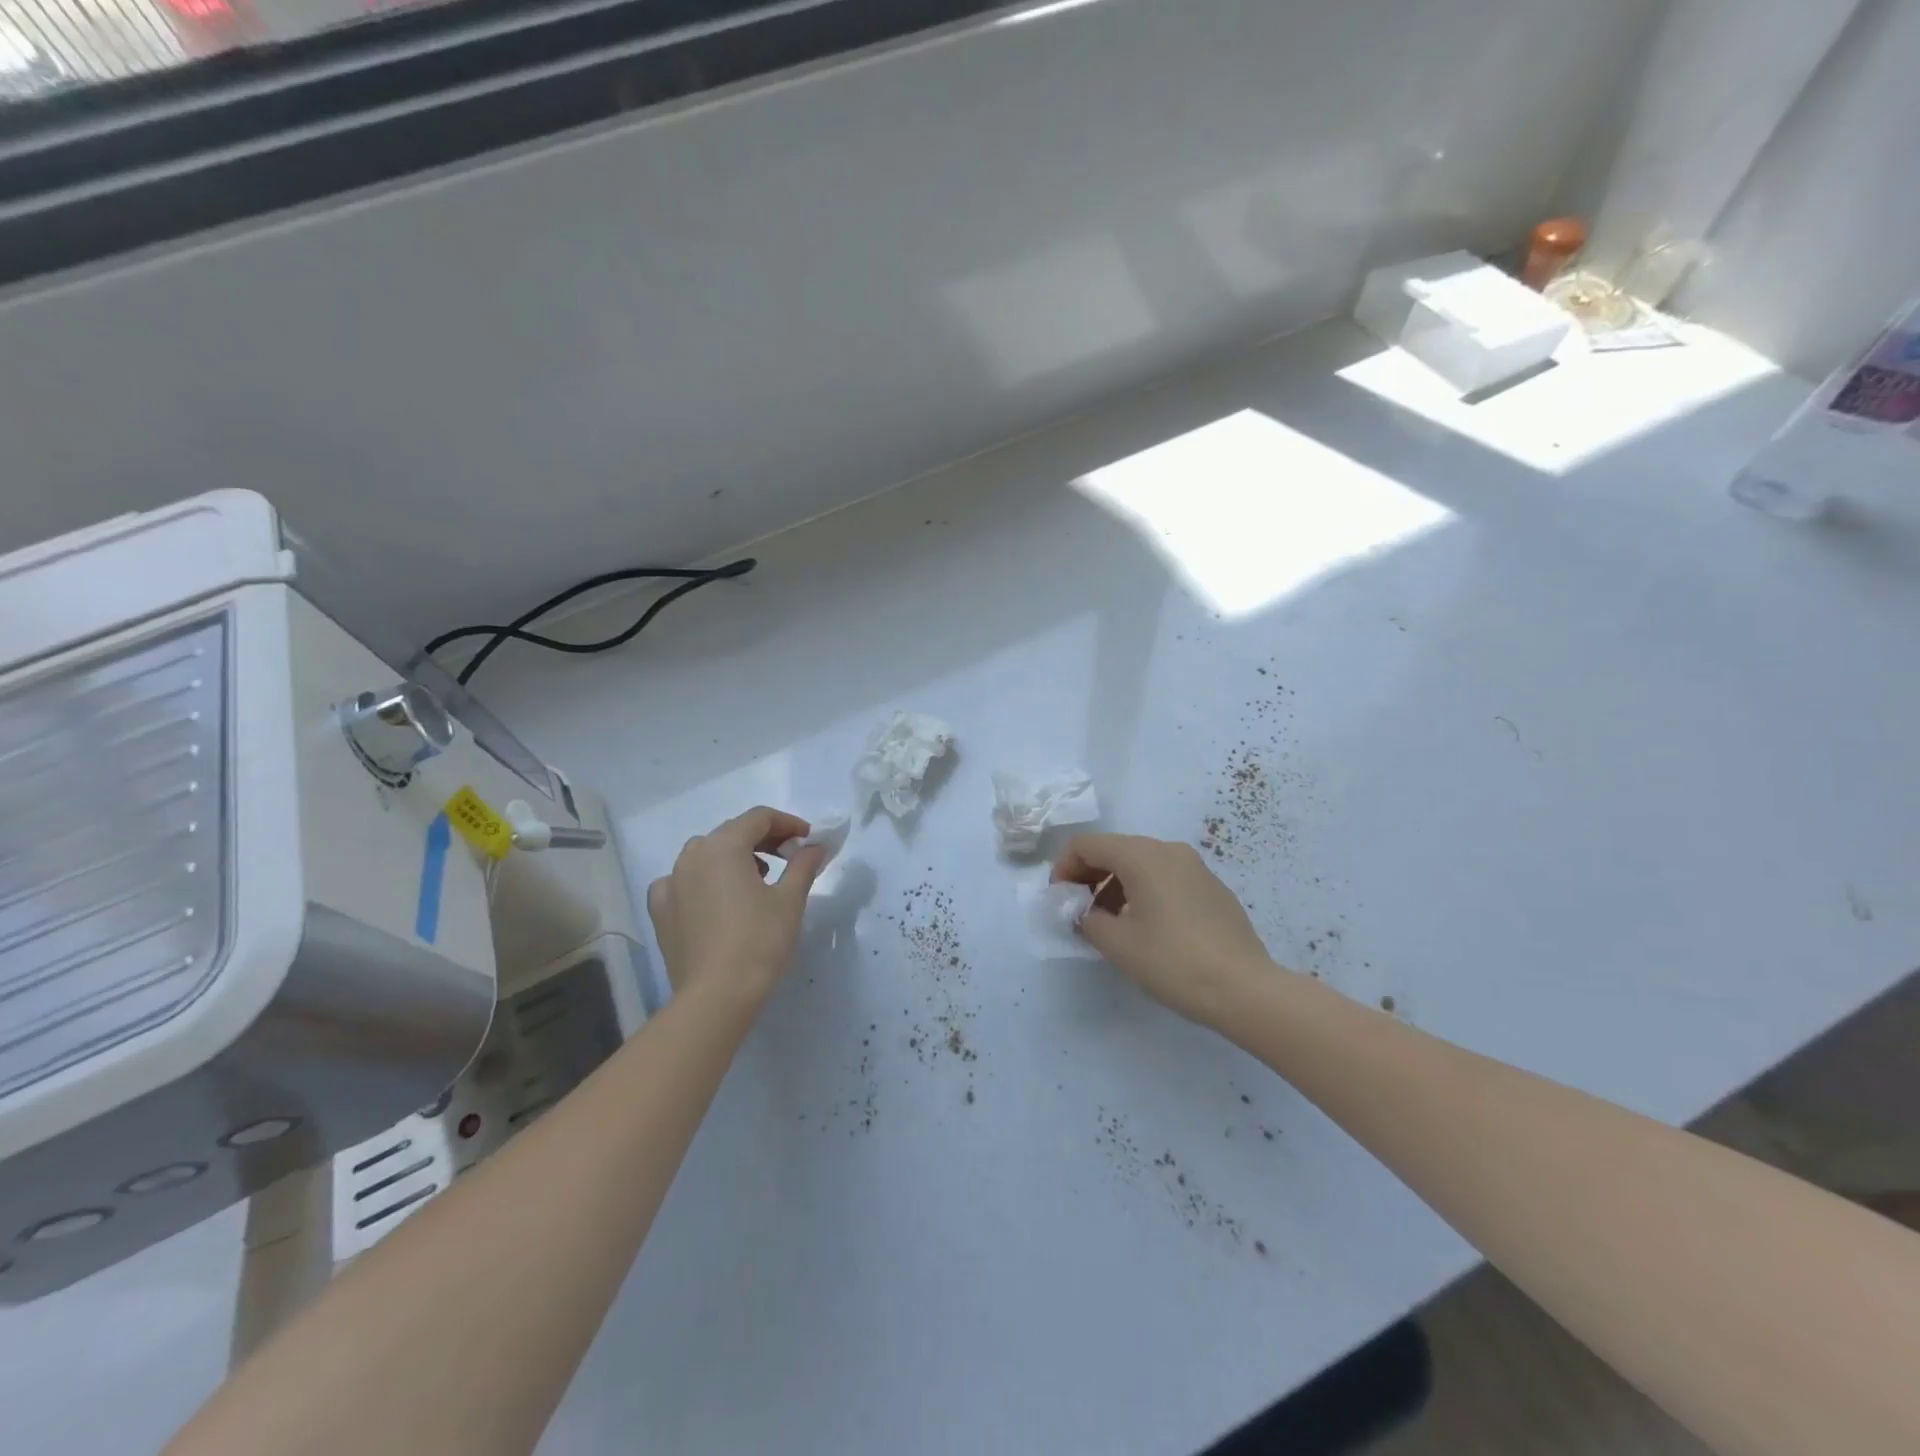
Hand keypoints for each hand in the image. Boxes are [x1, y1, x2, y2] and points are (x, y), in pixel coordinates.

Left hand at [646, 807, 827, 1007]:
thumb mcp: (791, 899)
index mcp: (723, 846)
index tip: (809, 840)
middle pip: (732, 833)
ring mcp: (671, 882)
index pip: (759, 818)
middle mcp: (692, 855)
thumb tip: (815, 847)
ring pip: (706, 854)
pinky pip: (683, 881)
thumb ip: (803, 865)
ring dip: (734, 857)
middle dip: (764, 839)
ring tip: (758, 879)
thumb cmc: (760, 941)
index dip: (788, 824)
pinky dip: (703, 881)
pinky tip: (717, 899)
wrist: (716, 996)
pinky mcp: (661, 910)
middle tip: (791, 857)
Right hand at [1053, 833, 1277, 1029]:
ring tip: (1109, 925)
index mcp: (1142, 855)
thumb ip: (1088, 920)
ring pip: (1141, 864)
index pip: (1087, 845)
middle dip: (1089, 876)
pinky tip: (1145, 929)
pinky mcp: (1212, 889)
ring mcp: (1195, 867)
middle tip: (1078, 911)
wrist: (1245, 989)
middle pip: (1115, 850)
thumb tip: (1085, 914)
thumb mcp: (1118, 944)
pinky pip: (1166, 878)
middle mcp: (1169, 850)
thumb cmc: (1173, 961)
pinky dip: (1143, 893)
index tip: (1059, 900)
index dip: (1064, 868)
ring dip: (1115, 886)